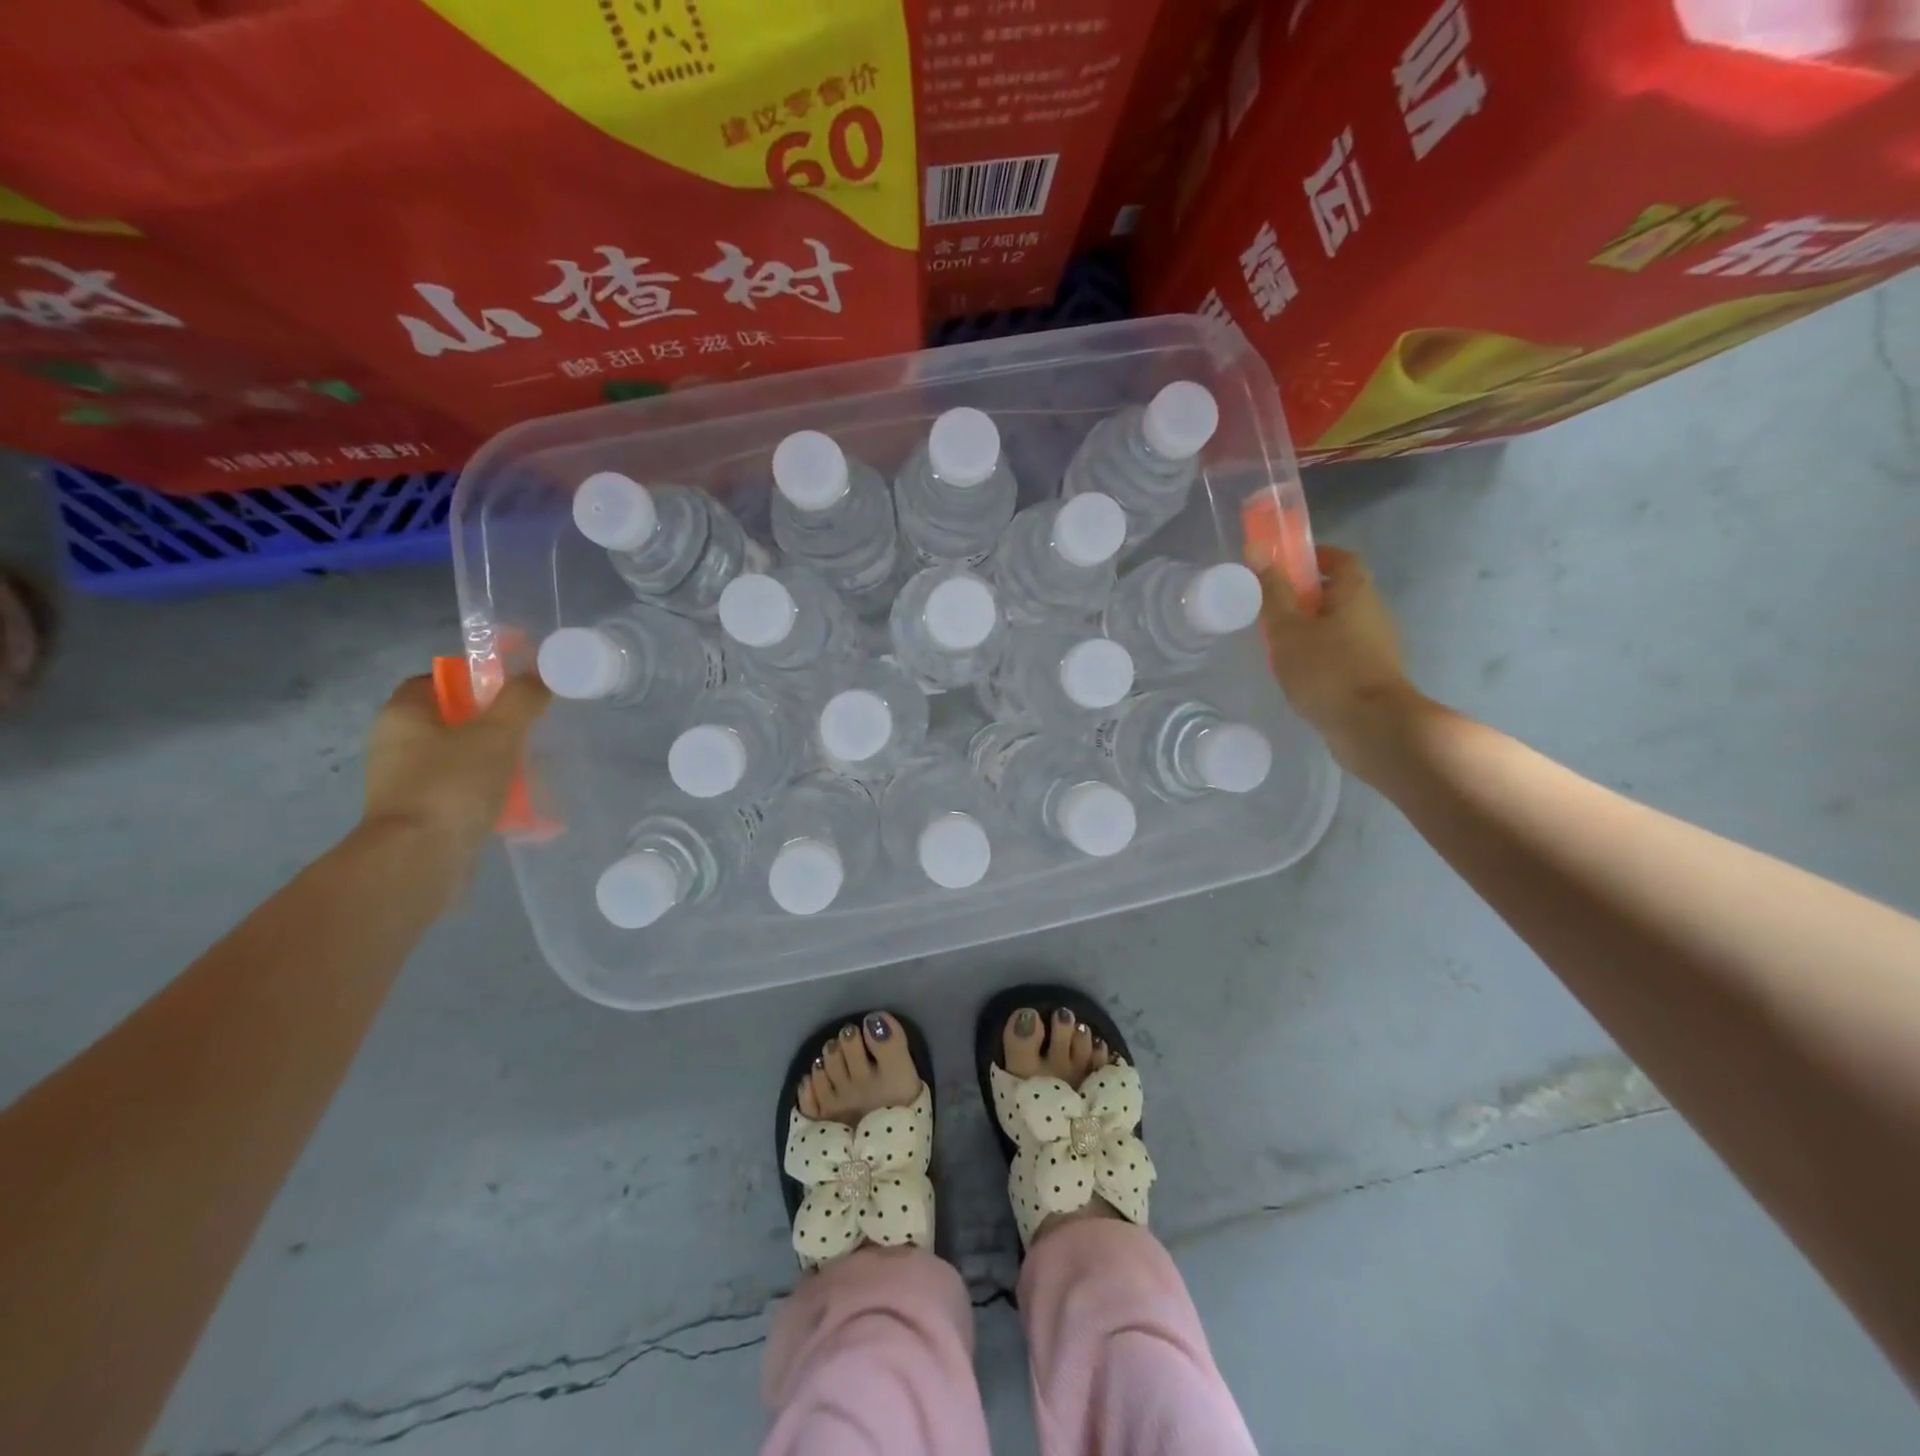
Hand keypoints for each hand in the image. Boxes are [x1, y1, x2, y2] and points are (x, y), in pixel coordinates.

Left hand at [360, 673, 548, 885]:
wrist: (419, 858)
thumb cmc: (453, 784)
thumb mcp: (497, 732)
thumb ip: (520, 699)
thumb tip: (538, 676)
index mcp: (403, 714)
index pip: (437, 681)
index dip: (475, 679)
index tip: (512, 691)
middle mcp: (395, 743)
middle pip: (452, 720)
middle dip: (493, 724)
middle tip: (530, 729)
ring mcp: (405, 782)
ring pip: (460, 758)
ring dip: (495, 760)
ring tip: (532, 768)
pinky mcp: (420, 814)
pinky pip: (461, 791)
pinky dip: (489, 793)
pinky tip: (519, 803)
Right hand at [1258, 545, 1420, 758]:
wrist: (1371, 726)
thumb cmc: (1326, 669)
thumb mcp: (1288, 628)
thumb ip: (1272, 591)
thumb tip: (1258, 549)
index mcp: (1356, 592)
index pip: (1340, 559)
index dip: (1313, 557)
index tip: (1284, 566)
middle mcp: (1373, 612)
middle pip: (1339, 592)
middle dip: (1305, 595)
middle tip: (1271, 608)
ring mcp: (1377, 645)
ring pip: (1339, 624)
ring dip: (1311, 627)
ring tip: (1278, 644)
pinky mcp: (1372, 674)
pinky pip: (1342, 652)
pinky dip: (1320, 654)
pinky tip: (1297, 672)